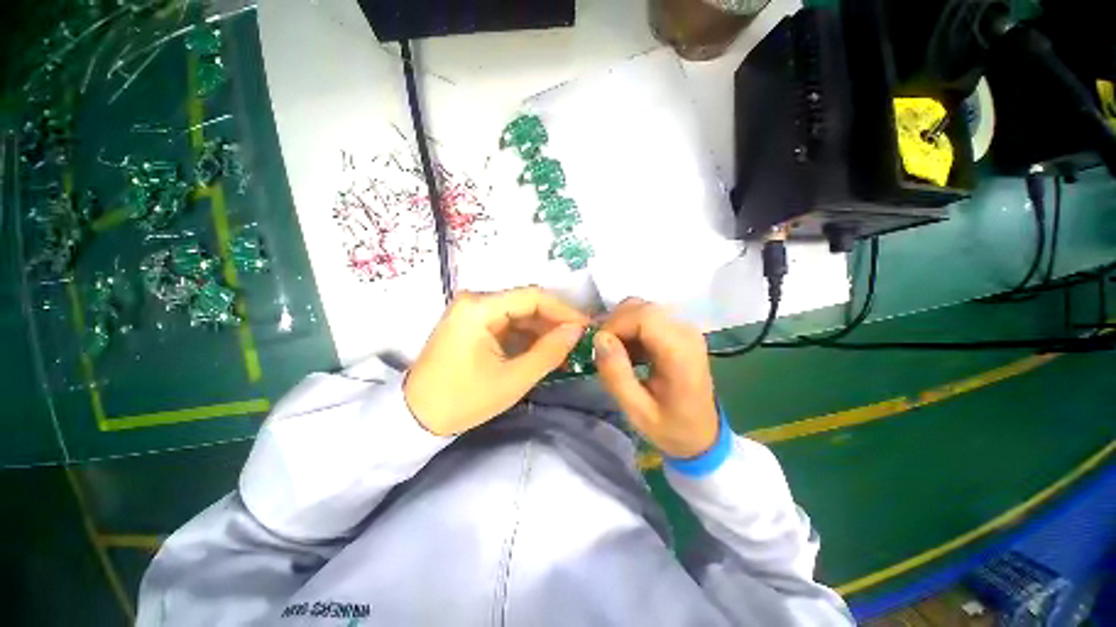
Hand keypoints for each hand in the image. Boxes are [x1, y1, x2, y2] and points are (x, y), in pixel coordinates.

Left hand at [404, 287, 589, 435]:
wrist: (415, 417)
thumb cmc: (463, 400)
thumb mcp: (513, 379)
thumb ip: (549, 352)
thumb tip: (577, 331)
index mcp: (479, 308)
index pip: (533, 297)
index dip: (564, 311)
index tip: (586, 327)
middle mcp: (475, 300)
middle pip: (526, 303)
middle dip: (555, 321)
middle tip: (580, 340)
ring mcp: (472, 311)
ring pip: (519, 313)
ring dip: (543, 329)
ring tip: (566, 347)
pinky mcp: (472, 322)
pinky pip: (507, 322)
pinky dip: (527, 335)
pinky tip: (544, 348)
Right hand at [594, 298, 718, 458]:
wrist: (702, 435)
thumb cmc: (670, 427)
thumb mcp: (636, 411)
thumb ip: (616, 374)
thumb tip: (599, 338)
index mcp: (680, 353)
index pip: (644, 316)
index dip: (615, 324)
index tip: (599, 347)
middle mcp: (686, 332)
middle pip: (642, 307)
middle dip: (615, 324)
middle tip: (604, 351)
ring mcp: (685, 329)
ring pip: (642, 308)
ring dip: (622, 326)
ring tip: (617, 354)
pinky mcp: (679, 331)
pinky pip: (648, 316)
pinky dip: (631, 328)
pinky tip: (630, 352)